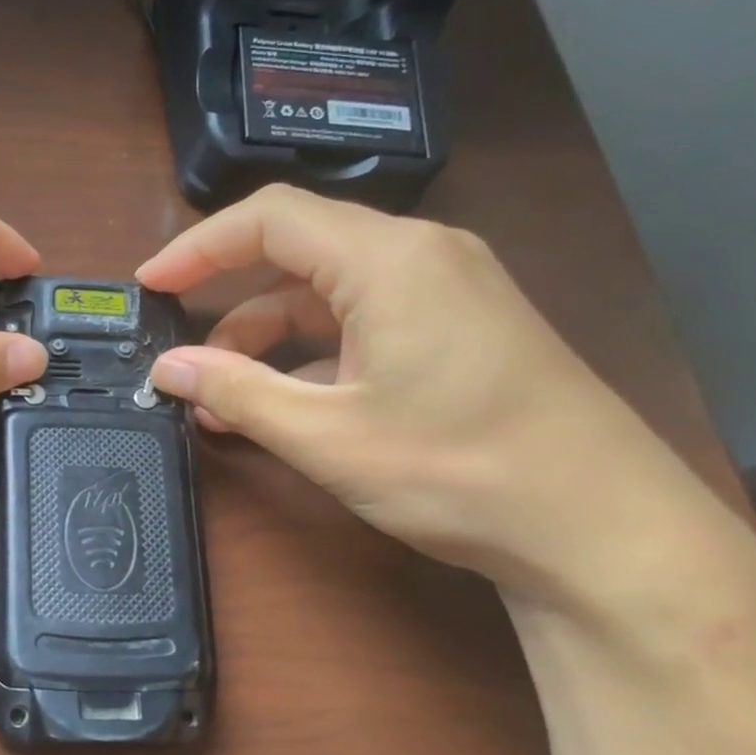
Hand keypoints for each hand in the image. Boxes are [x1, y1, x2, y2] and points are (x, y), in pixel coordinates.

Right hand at [137, 185, 720, 598]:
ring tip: (220, 399)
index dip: (197, 247)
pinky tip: (280, 406)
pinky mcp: (459, 332)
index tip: (149, 285)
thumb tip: (165, 368)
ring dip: (266, 340)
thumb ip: (236, 392)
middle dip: (227, 300)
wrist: (606, 534)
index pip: (269, 219)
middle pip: (297, 253)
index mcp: (389, 259)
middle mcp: (422, 257)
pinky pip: (362, 324)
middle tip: (179, 349)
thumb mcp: (328, 435)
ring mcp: (448, 293)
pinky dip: (311, 357)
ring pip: (327, 295)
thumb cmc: (460, 472)